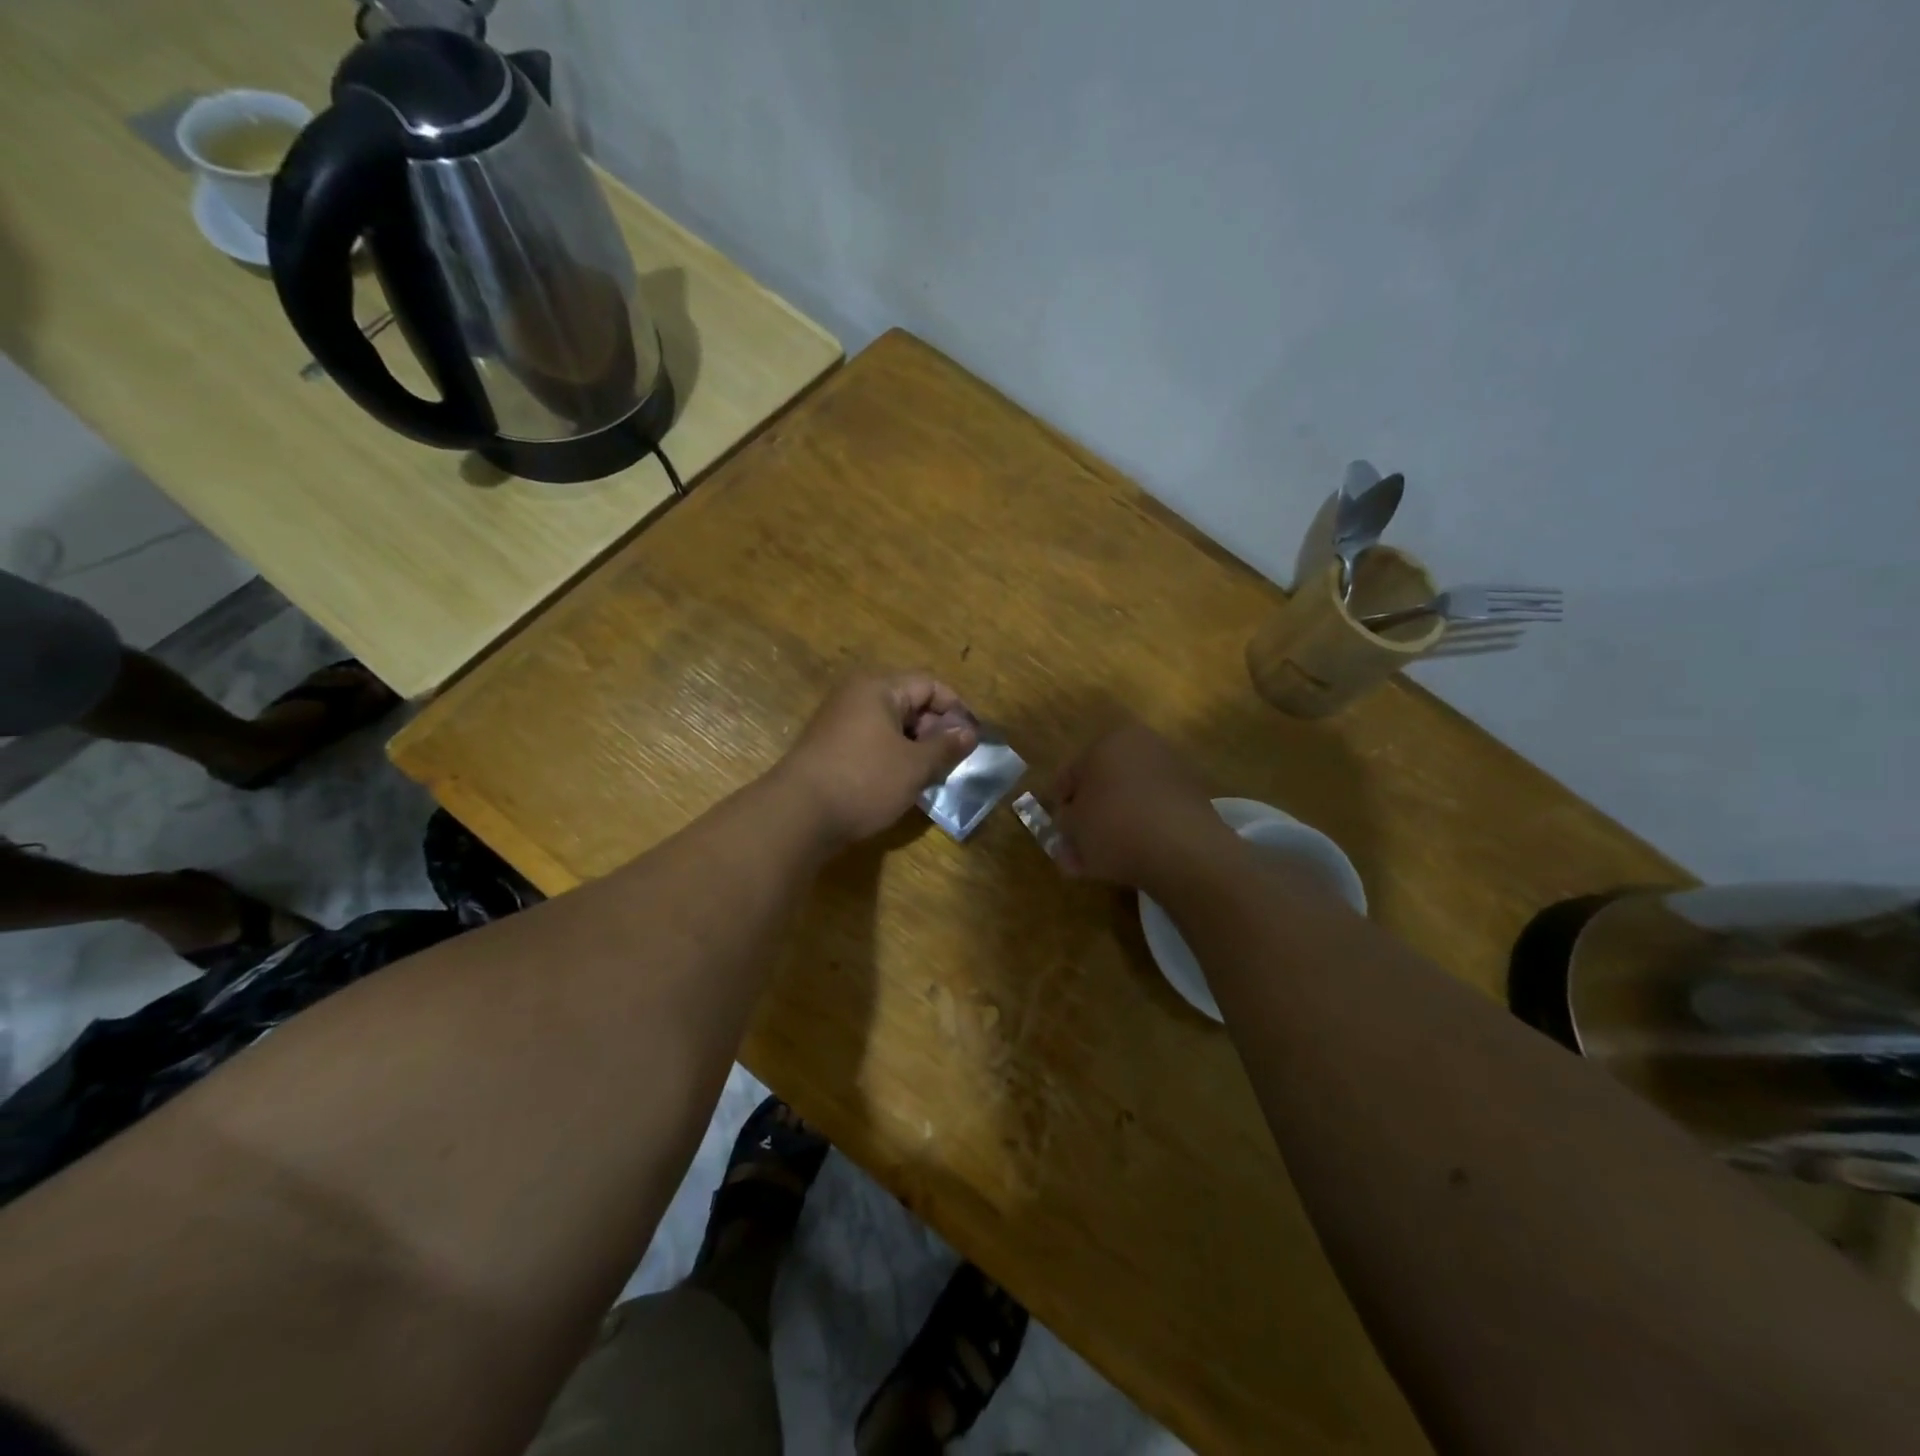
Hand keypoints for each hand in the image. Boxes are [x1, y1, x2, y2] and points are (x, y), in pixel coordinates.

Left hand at [779, 671, 978, 847]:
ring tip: (930, 775)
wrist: (797, 815)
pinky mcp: (830, 746)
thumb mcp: (914, 765)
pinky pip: (872, 742)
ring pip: (891, 726)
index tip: (972, 739)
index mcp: (879, 688)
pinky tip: (901, 783)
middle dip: (935, 730)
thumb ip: (946, 746)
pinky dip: (892, 756)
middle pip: (909, 702)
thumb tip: (970, 732)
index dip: (956, 709)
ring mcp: (840, 721)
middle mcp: (856, 696)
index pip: (930, 685)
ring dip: (914, 747)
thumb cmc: (864, 781)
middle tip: (952, 761)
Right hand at [1048, 720, 1238, 887]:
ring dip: (1111, 828)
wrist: (1182, 849)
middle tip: (1076, 846)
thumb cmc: (1114, 825)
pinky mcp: (1191, 800)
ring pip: (1128, 802)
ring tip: (1099, 863)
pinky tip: (1128, 860)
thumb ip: (1064, 823)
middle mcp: (1142, 747)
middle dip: (1087, 817)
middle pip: (1102, 786)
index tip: (1056, 828)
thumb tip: (1068, 825)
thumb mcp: (1073, 827)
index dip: (1058, 802)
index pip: (1070, 773)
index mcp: (1108, 741)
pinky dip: (1138, 833)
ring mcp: (1171, 772)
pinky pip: (1153, 815)